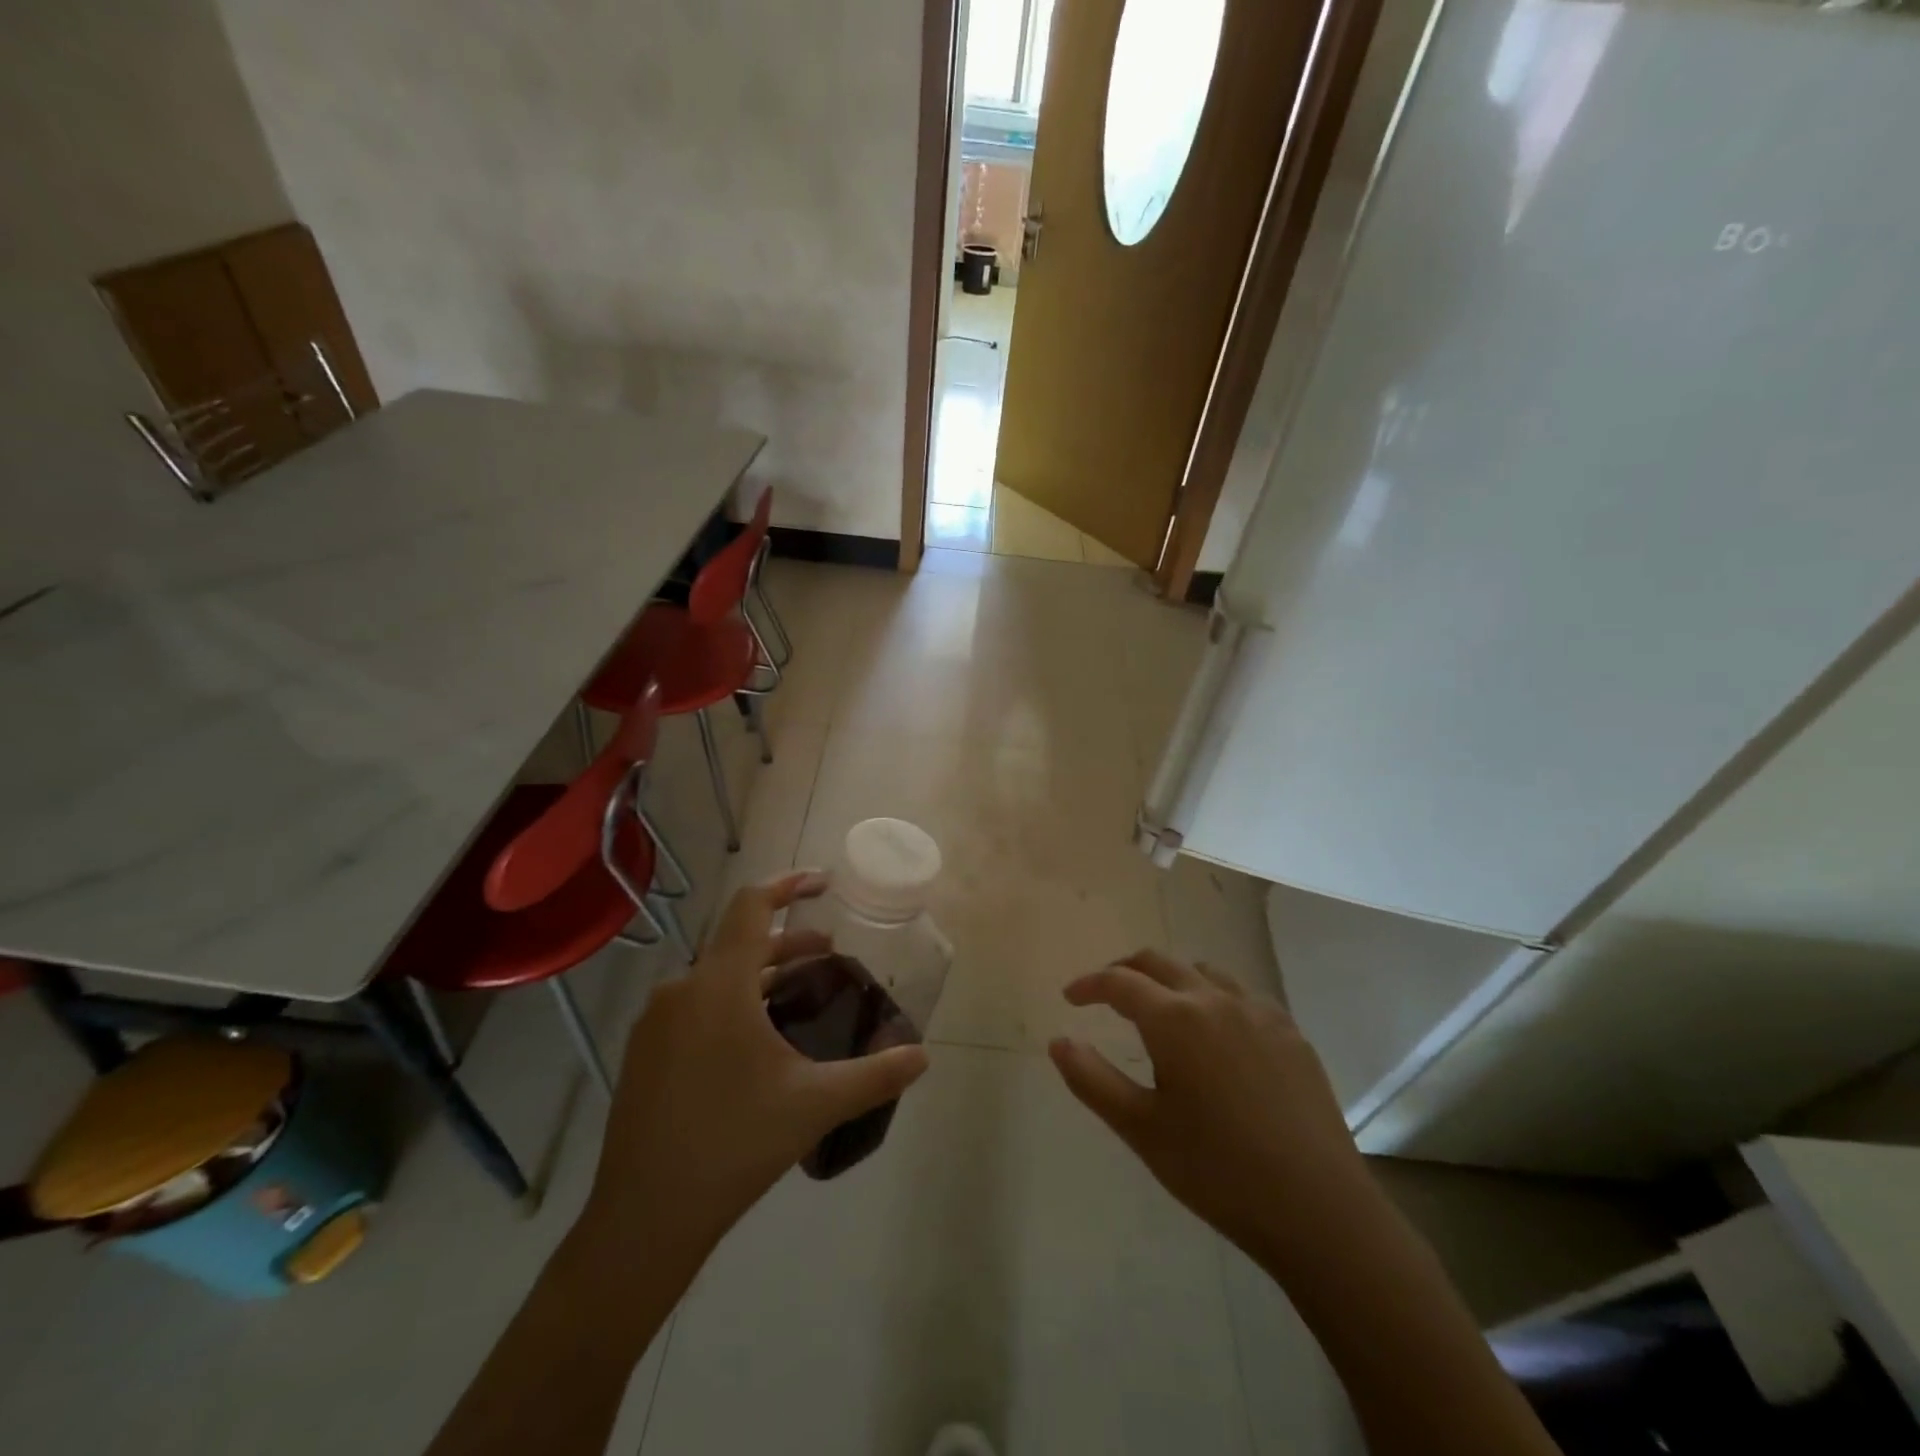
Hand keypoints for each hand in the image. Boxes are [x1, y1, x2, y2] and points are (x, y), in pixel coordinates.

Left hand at [583, 872, 929, 1256]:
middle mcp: (681, 990)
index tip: (822, 882)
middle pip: (738, 942)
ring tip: (798, 995)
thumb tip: (923, 1057)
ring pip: (716, 976)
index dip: (788, 884)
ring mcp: (655, 1022)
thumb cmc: (735, 1145)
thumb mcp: (815, 1104)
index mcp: (720, 986)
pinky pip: (695, 1005)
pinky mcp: (644, 1052)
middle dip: (787, 942)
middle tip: (828, 954)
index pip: (752, 906)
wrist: (644, 1218)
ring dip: (760, 974)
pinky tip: (755, 1041)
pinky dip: (731, 1000)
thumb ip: (875, 1075)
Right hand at [1049, 951, 1373, 1275]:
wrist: (1318, 1209)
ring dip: (1172, 979)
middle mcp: (1215, 999)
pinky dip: (1214, 997)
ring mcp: (1259, 1012)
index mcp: (1174, 1019)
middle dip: (1125, 971)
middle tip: (1105, 994)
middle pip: (1159, 962)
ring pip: (1203, 972)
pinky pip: (1242, 995)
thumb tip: (1058, 1041)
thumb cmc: (1217, 1171)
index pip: (1119, 982)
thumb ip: (1091, 1079)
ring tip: (1160, 1010)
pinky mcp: (1291, 1032)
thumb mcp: (1141, 1129)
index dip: (1089, 985)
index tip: (1070, 998)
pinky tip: (1217, 1034)